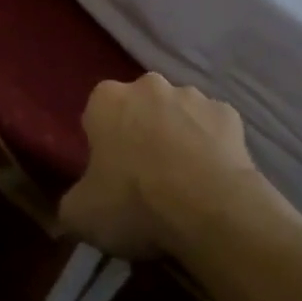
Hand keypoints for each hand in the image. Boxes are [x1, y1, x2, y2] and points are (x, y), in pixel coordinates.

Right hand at [59, 72, 262, 260]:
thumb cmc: (134, 203)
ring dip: (178, 137)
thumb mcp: (80, 215)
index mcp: (107, 99)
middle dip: (141, 133)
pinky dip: (212, 147)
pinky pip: (214, 130)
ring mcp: (193, 96)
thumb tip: (77, 206)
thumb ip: (72, 202)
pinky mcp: (229, 114)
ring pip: (178, 114)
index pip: (97, 115)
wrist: (209, 209)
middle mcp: (148, 85)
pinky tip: (213, 179)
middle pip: (139, 108)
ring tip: (184, 182)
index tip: (109, 176)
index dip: (102, 145)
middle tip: (145, 179)